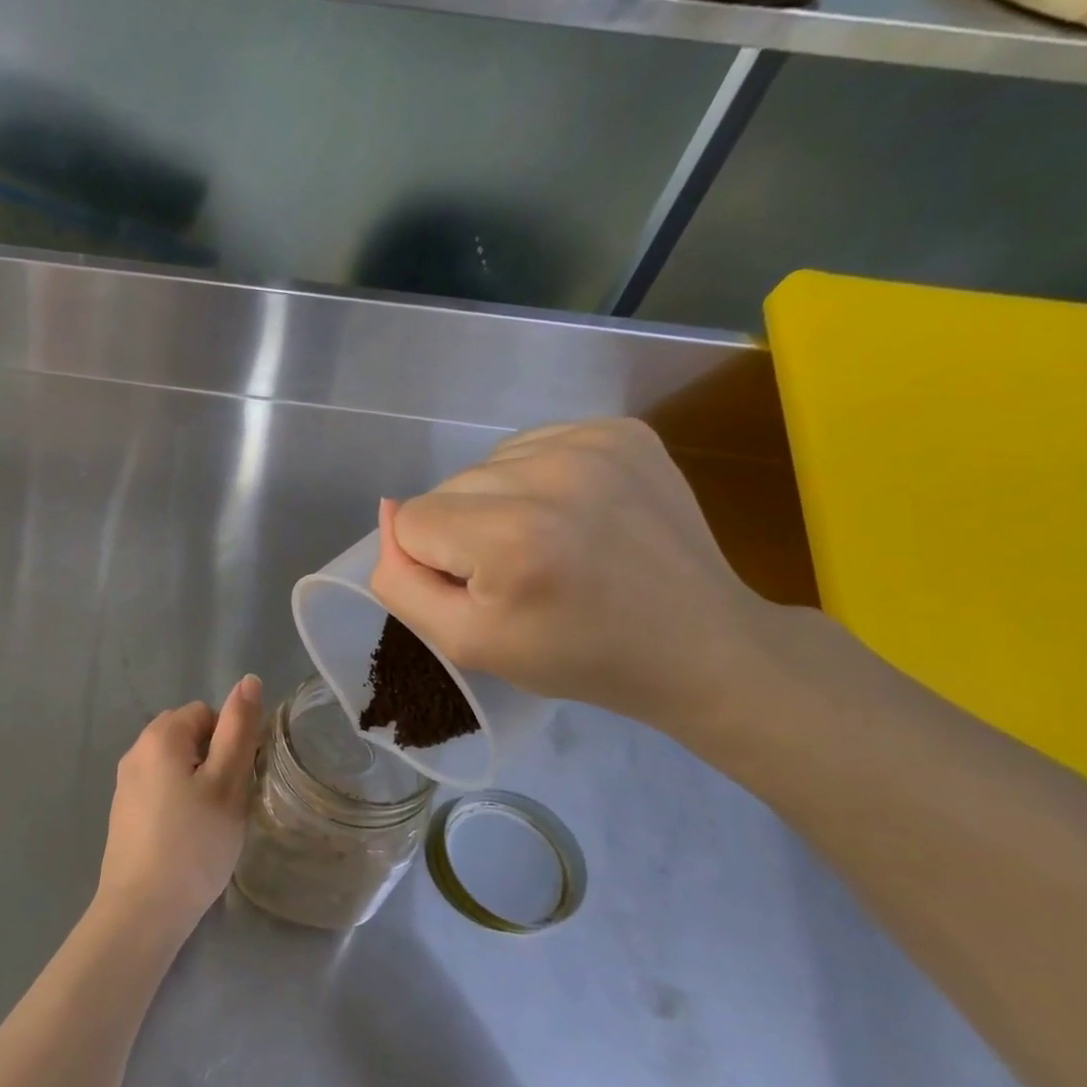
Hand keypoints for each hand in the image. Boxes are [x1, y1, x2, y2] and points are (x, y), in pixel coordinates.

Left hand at [96, 676, 264, 940]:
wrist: (142, 909)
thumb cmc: (194, 843)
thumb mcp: (228, 783)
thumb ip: (239, 729)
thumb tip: (249, 680)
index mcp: (160, 736)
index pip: (205, 712)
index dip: (230, 739)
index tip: (239, 778)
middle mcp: (136, 750)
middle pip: (187, 734)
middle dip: (213, 758)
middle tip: (228, 800)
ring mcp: (125, 782)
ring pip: (173, 763)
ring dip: (196, 780)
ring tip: (211, 821)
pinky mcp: (122, 811)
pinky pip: (159, 787)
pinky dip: (177, 800)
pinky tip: (187, 835)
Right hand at [369, 418, 770, 731]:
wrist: (699, 644)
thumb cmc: (576, 656)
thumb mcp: (465, 644)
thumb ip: (401, 582)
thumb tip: (386, 510)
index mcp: (510, 537)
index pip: (412, 521)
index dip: (435, 563)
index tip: (487, 592)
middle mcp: (548, 473)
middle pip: (447, 488)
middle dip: (464, 531)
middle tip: (522, 574)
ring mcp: (592, 442)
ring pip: (486, 466)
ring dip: (499, 503)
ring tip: (550, 543)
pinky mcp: (622, 430)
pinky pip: (532, 446)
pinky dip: (535, 479)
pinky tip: (572, 514)